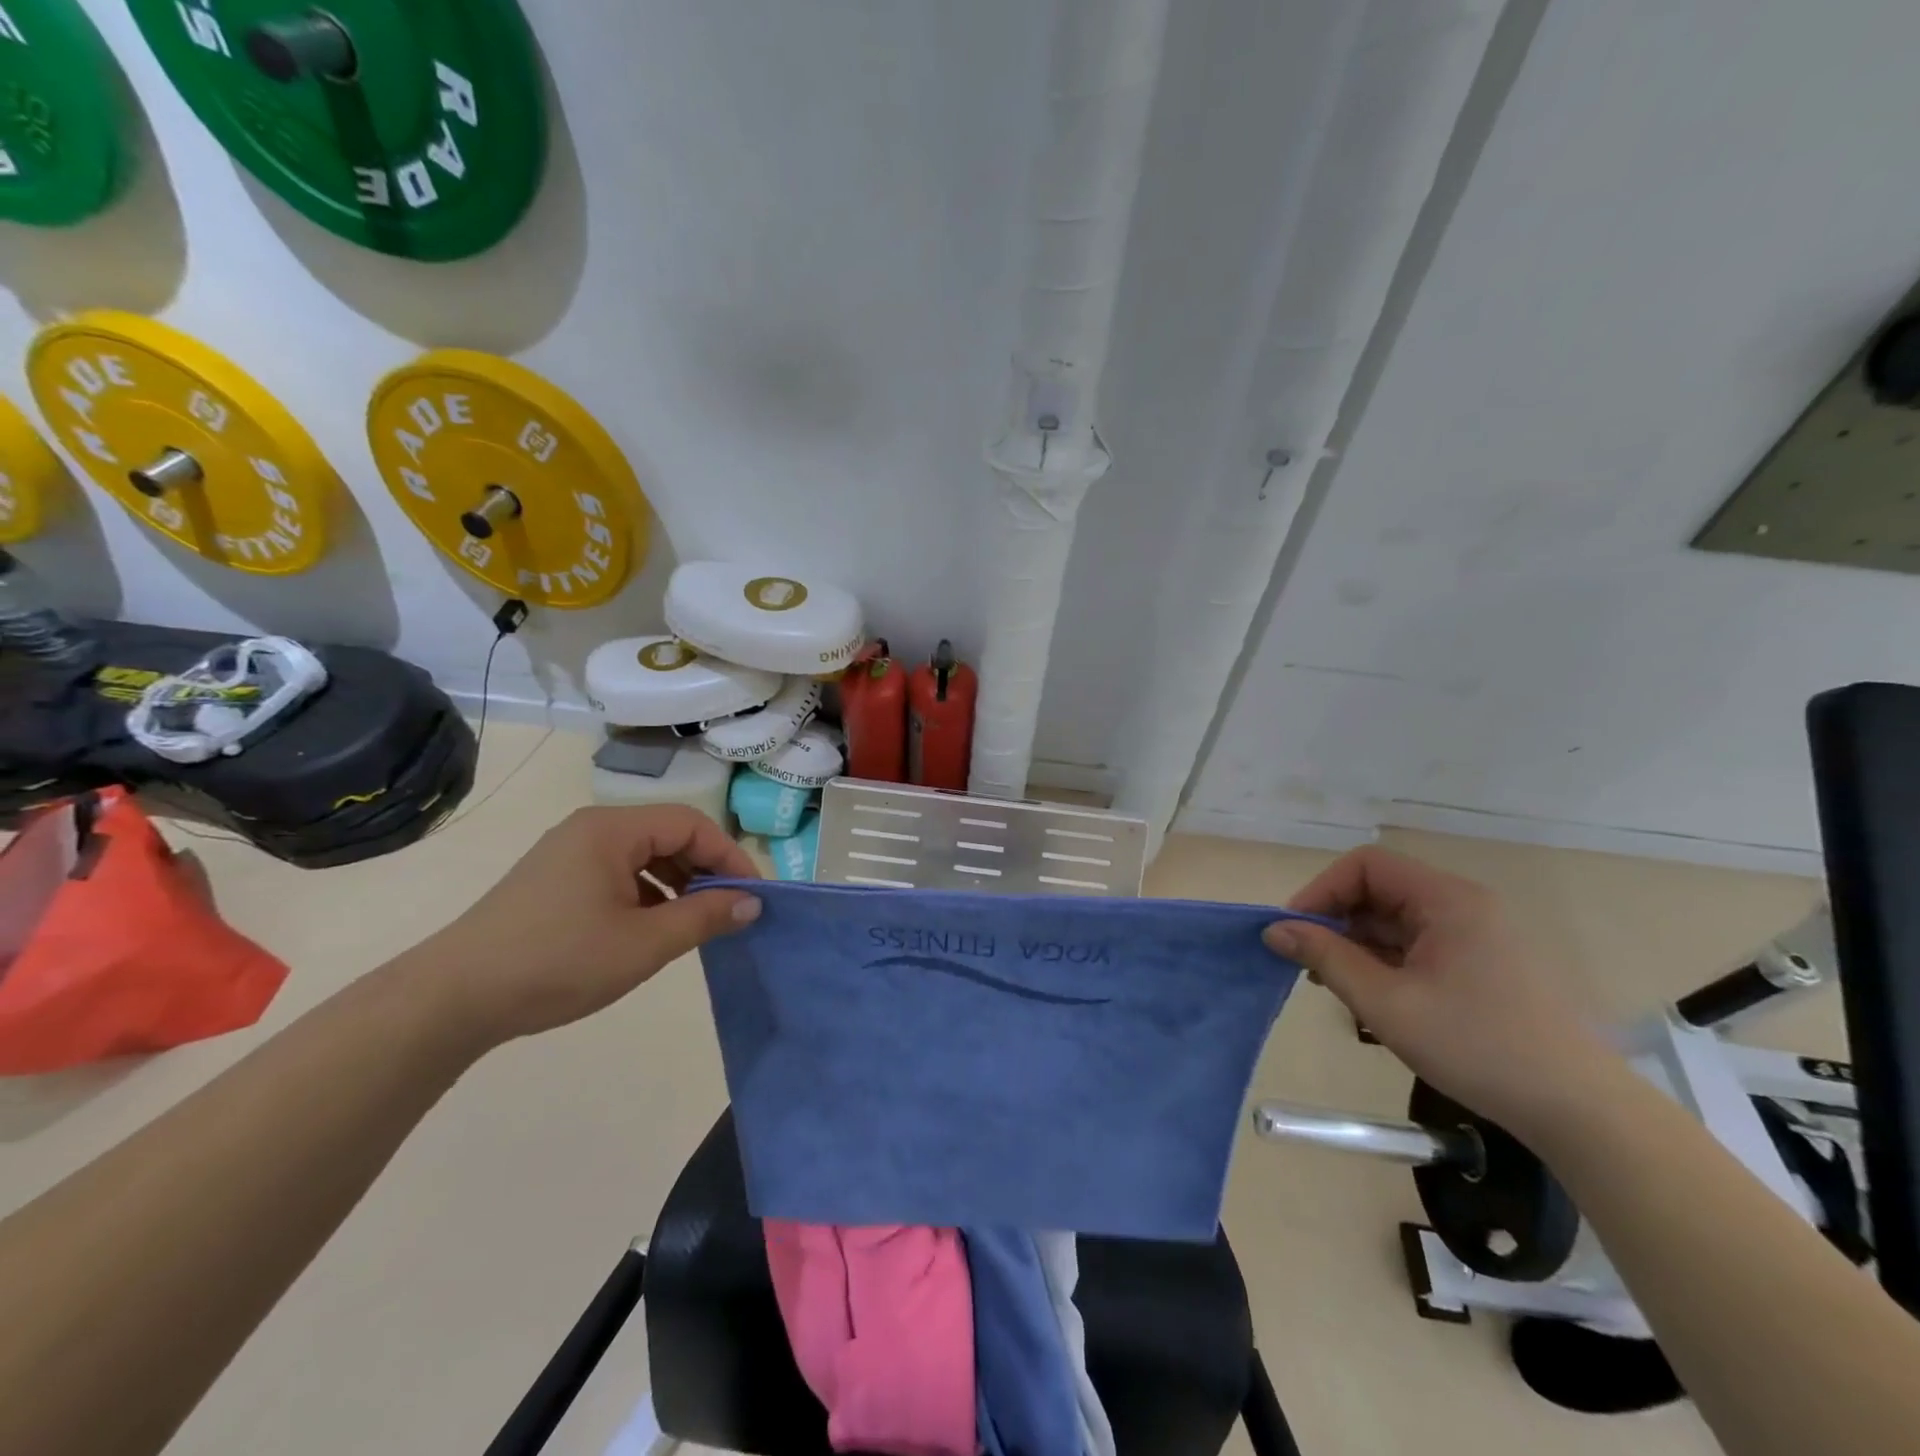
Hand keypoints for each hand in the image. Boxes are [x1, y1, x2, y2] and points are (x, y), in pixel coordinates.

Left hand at [405, 805, 761, 1048]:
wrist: (452, 999)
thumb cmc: (558, 962)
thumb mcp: (644, 944)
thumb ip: (704, 917)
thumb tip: (752, 903)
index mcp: (612, 829)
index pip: (691, 824)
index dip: (729, 856)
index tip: (752, 895)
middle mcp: (591, 829)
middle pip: (668, 834)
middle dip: (704, 870)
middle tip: (727, 910)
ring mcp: (568, 853)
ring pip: (643, 855)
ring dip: (677, 883)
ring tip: (693, 923)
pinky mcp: (554, 880)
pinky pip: (617, 873)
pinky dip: (647, 894)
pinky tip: (651, 929)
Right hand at [1263, 847, 1620, 1138]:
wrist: (1582, 1113)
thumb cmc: (1478, 1047)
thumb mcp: (1386, 1003)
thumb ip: (1326, 958)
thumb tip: (1274, 929)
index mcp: (1447, 900)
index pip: (1365, 866)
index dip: (1321, 890)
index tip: (1293, 931)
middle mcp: (1465, 905)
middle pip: (1380, 891)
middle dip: (1337, 921)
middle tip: (1309, 964)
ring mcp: (1479, 935)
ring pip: (1398, 921)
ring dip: (1359, 945)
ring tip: (1338, 987)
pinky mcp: (1485, 964)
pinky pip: (1420, 945)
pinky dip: (1388, 962)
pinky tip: (1375, 998)